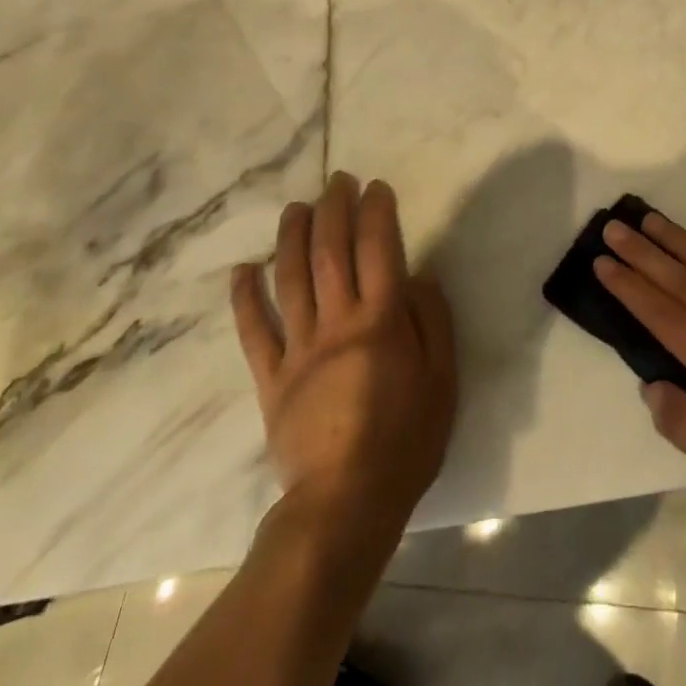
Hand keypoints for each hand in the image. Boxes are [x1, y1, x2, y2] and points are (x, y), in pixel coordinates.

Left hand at [232, 172, 456, 528]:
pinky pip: (254, 332)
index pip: (378, 248)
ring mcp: (299, 349)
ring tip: (296, 207)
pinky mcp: (271, 379)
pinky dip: (245, 298)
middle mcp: (337, 323)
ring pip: (290, 279)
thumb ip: (432, 321)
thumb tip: (418, 275)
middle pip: (331, 252)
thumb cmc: (406, 440)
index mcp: (381, 321)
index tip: (375, 187)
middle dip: (334, 209)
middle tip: (336, 181)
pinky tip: (243, 269)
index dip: (376, 211)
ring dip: (291, 237)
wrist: (345, 505)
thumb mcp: (443, 379)